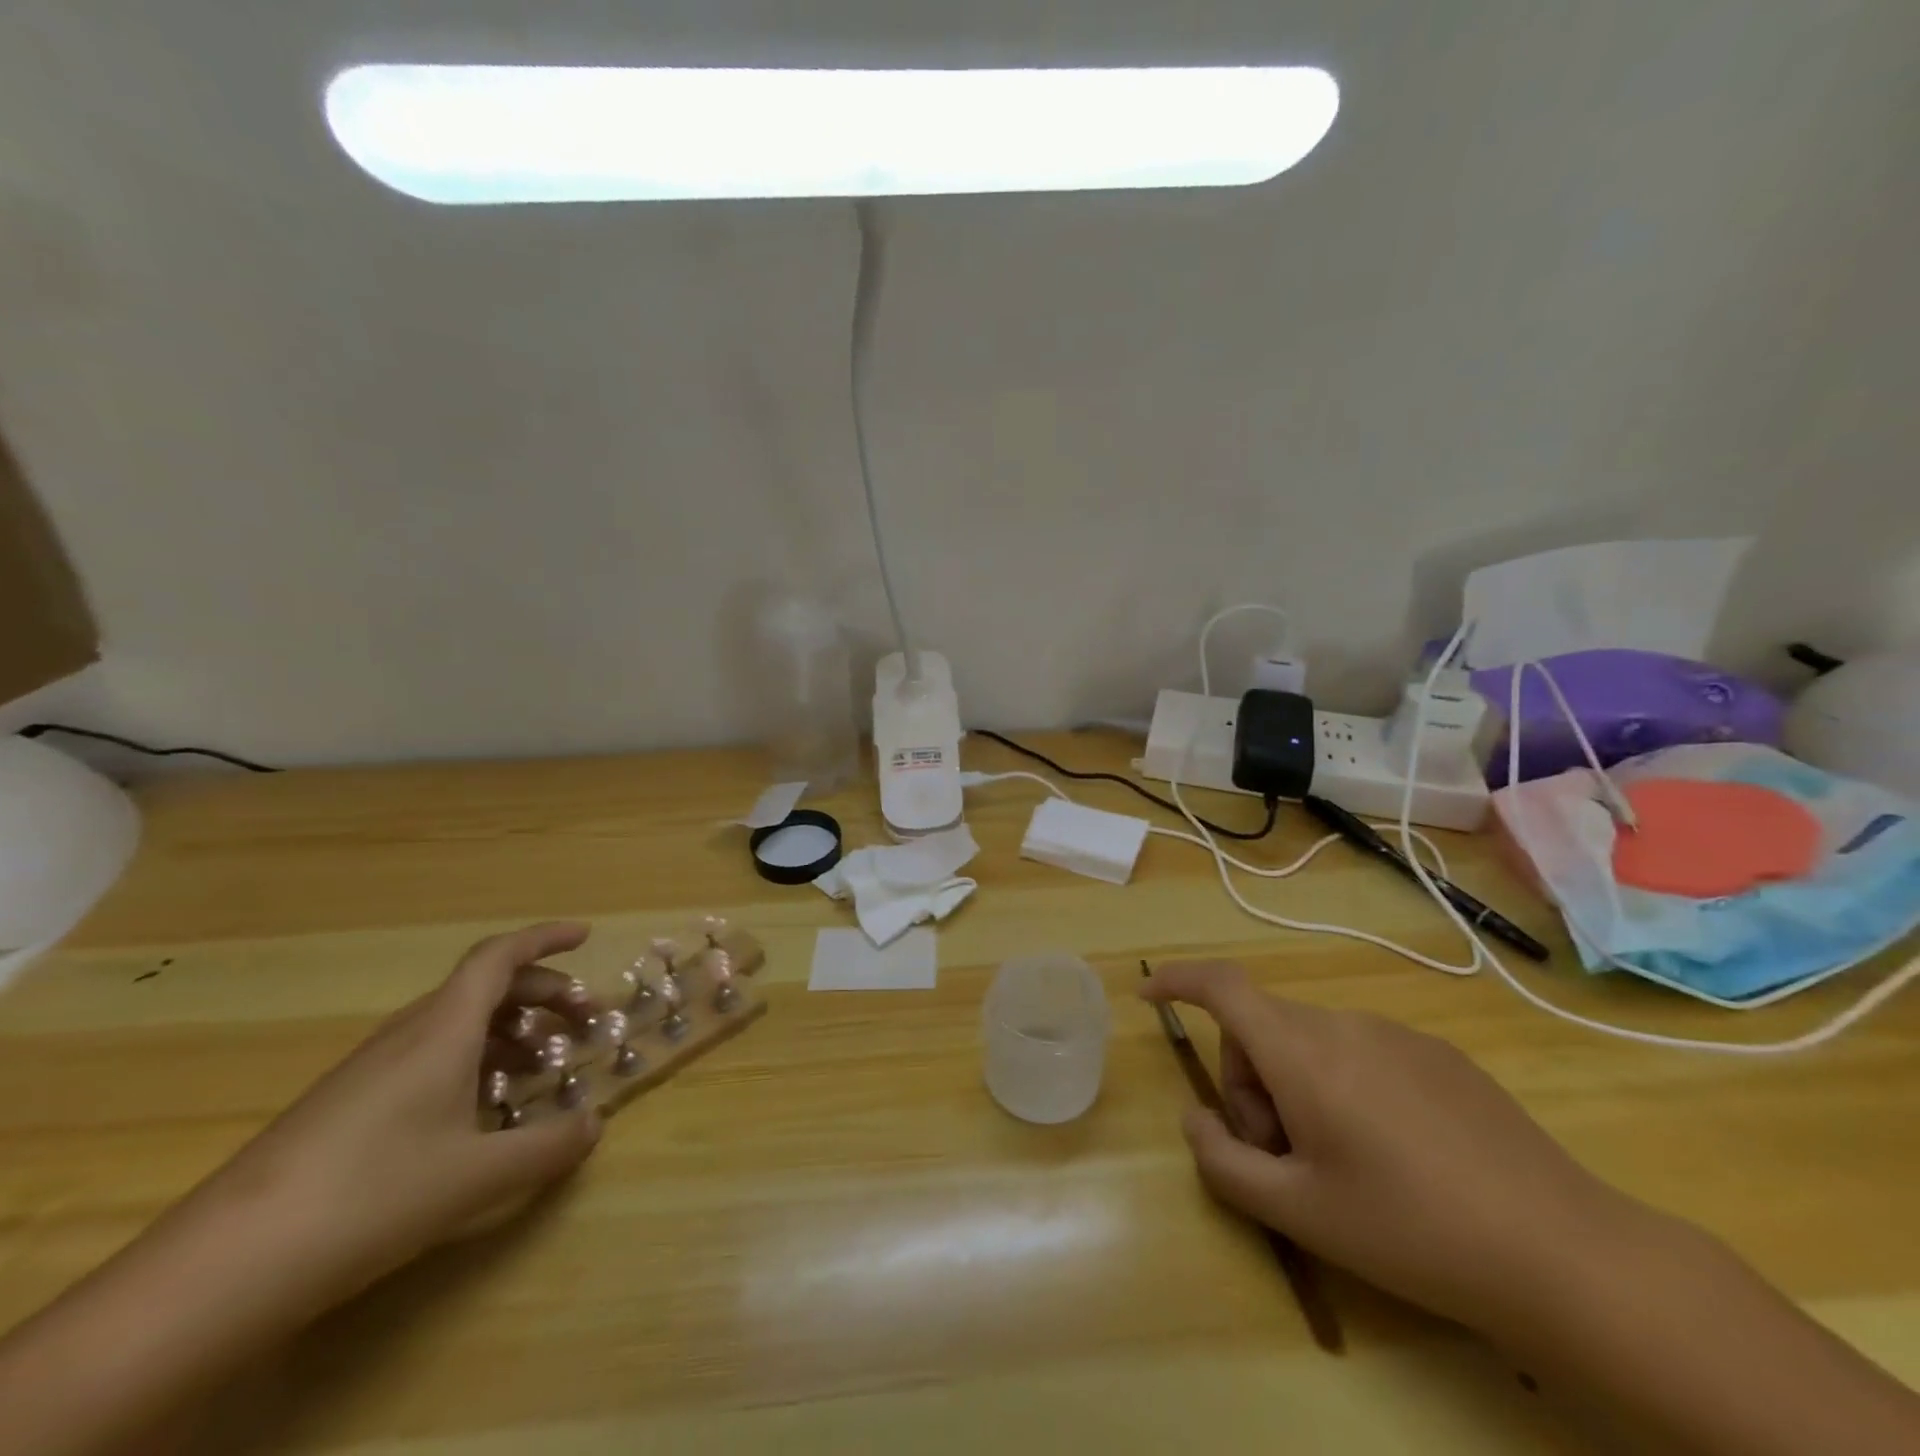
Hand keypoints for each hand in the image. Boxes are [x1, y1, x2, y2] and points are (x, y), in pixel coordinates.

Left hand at [192, 922, 605, 1309]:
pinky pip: (428, 1058)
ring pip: (456, 1025)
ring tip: (542, 1069)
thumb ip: (549, 1145)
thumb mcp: (478, 1176)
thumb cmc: (371, 1197)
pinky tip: (480, 1113)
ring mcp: (371, 1070)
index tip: (586, 936)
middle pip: (485, 989)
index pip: (499, 958)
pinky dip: (472, 1063)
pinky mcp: (347, 1106)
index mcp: (442, 1030)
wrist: (220, 1269)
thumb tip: (595, 1122)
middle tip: (583, 1023)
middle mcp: (408, 1035)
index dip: (545, 939)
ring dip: (510, 1032)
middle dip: (543, 995)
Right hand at [1141, 961, 1639, 1337]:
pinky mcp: (1437, 1054)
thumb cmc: (1409, 1229)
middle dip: (1249, 1080)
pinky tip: (1394, 1152)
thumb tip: (1195, 1119)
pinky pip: (1360, 1050)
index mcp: (1301, 1052)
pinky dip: (1343, 1084)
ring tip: (1340, 1161)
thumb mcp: (1298, 1211)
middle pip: (1262, 1027)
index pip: (1222, 987)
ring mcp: (1395, 1034)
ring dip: (1297, 1086)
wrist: (1562, 1252)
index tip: (1150, 993)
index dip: (1178, 980)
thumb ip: (1223, 1161)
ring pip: (1310, 1040)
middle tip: (1280, 1153)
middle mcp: (1343, 1024)